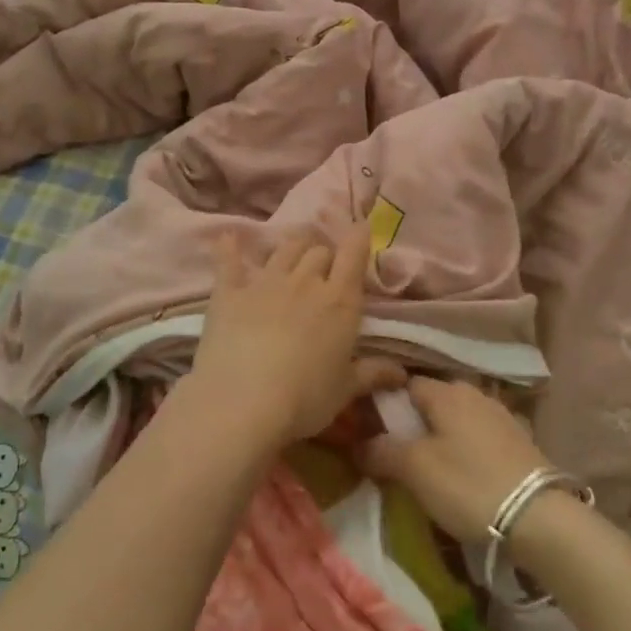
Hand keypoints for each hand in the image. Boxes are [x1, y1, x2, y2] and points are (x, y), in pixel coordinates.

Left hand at [182, 224, 400, 450]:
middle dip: (324, 254)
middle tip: (324, 267)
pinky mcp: (229, 292)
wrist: (242, 403)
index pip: (353, 255)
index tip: (362, 228)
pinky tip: (228, 238)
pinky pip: (229, 261)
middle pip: (318, 251)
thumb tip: (402, 374)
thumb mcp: (344, 390)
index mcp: (339, 301)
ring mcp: (265, 283)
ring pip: (283, 250)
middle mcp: (304, 281)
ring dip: (292, 247)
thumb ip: (373, 374)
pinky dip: (229, 248)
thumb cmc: (304, 399)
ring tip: (293, 251)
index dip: (359, 238)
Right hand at [359, 377, 551, 544]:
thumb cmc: (468, 484)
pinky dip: (468, 447)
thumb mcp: (415, 470)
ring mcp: (500, 414)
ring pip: (458, 418)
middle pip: (433, 400)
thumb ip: (382, 451)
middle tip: (401, 453)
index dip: (386, 405)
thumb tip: (359, 443)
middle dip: (416, 421)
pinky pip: (480, 435)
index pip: (405, 384)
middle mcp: (473, 392)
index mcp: (445, 392)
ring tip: (432, 466)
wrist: (540, 517)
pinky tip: (466, 472)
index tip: (375, 431)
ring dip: (443, 435)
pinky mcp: (519, 439)